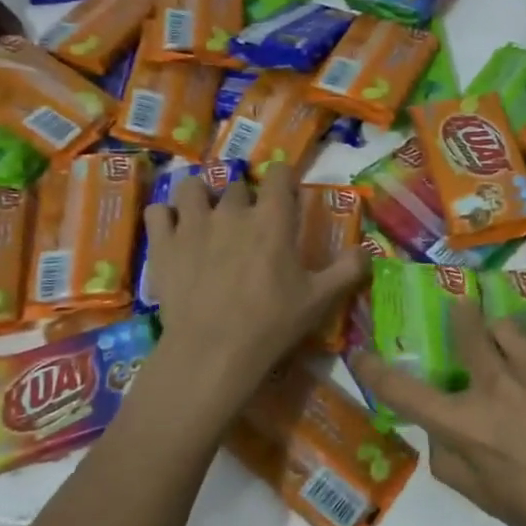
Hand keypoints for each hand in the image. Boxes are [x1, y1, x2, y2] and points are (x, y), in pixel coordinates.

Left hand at [141, 163, 367, 400]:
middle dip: (244, 198)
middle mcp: (232, 210)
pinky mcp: (163, 244)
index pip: (278, 174)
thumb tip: (368, 250)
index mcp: (272, 219)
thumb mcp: (320, 300)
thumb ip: (348, 270)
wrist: (213, 351)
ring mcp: (193, 224)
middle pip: (237, 185)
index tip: (284, 193)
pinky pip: (158, 211)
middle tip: (247, 224)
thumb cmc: (271, 324)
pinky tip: (173, 232)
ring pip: (193, 187)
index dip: (282, 179)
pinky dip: (166, 217)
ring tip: (205, 215)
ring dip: (201, 196)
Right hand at [350, 301, 525, 525]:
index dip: (376, 371)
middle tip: (459, 310)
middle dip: (458, 317)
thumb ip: (454, 464)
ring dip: (498, 332)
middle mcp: (497, 387)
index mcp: (467, 425)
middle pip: (466, 330)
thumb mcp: (489, 502)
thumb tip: (443, 436)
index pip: (406, 392)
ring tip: (504, 344)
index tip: (361, 354)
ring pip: (507, 326)